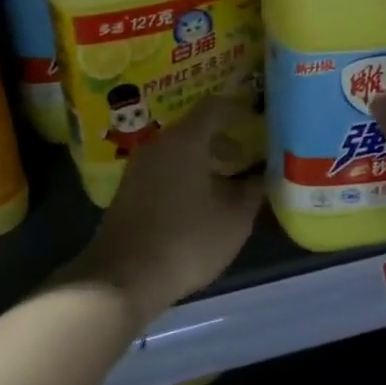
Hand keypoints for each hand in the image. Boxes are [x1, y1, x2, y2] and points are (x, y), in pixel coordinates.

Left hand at [61, 96, 262, 325]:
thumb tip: (262, 175)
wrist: (123, 277)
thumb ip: (252, 191)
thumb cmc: (187, 241)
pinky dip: (183, 175)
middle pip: (193, 129)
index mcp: (185, 141)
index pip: (214, 107)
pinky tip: (197, 203)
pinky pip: (162, 170)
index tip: (256, 123)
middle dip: (222, 140)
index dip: (238, 110)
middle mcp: (158, 145)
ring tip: (225, 185)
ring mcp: (138, 167)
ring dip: (202, 161)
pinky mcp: (127, 191)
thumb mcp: (234, 220)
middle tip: (245, 158)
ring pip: (176, 151)